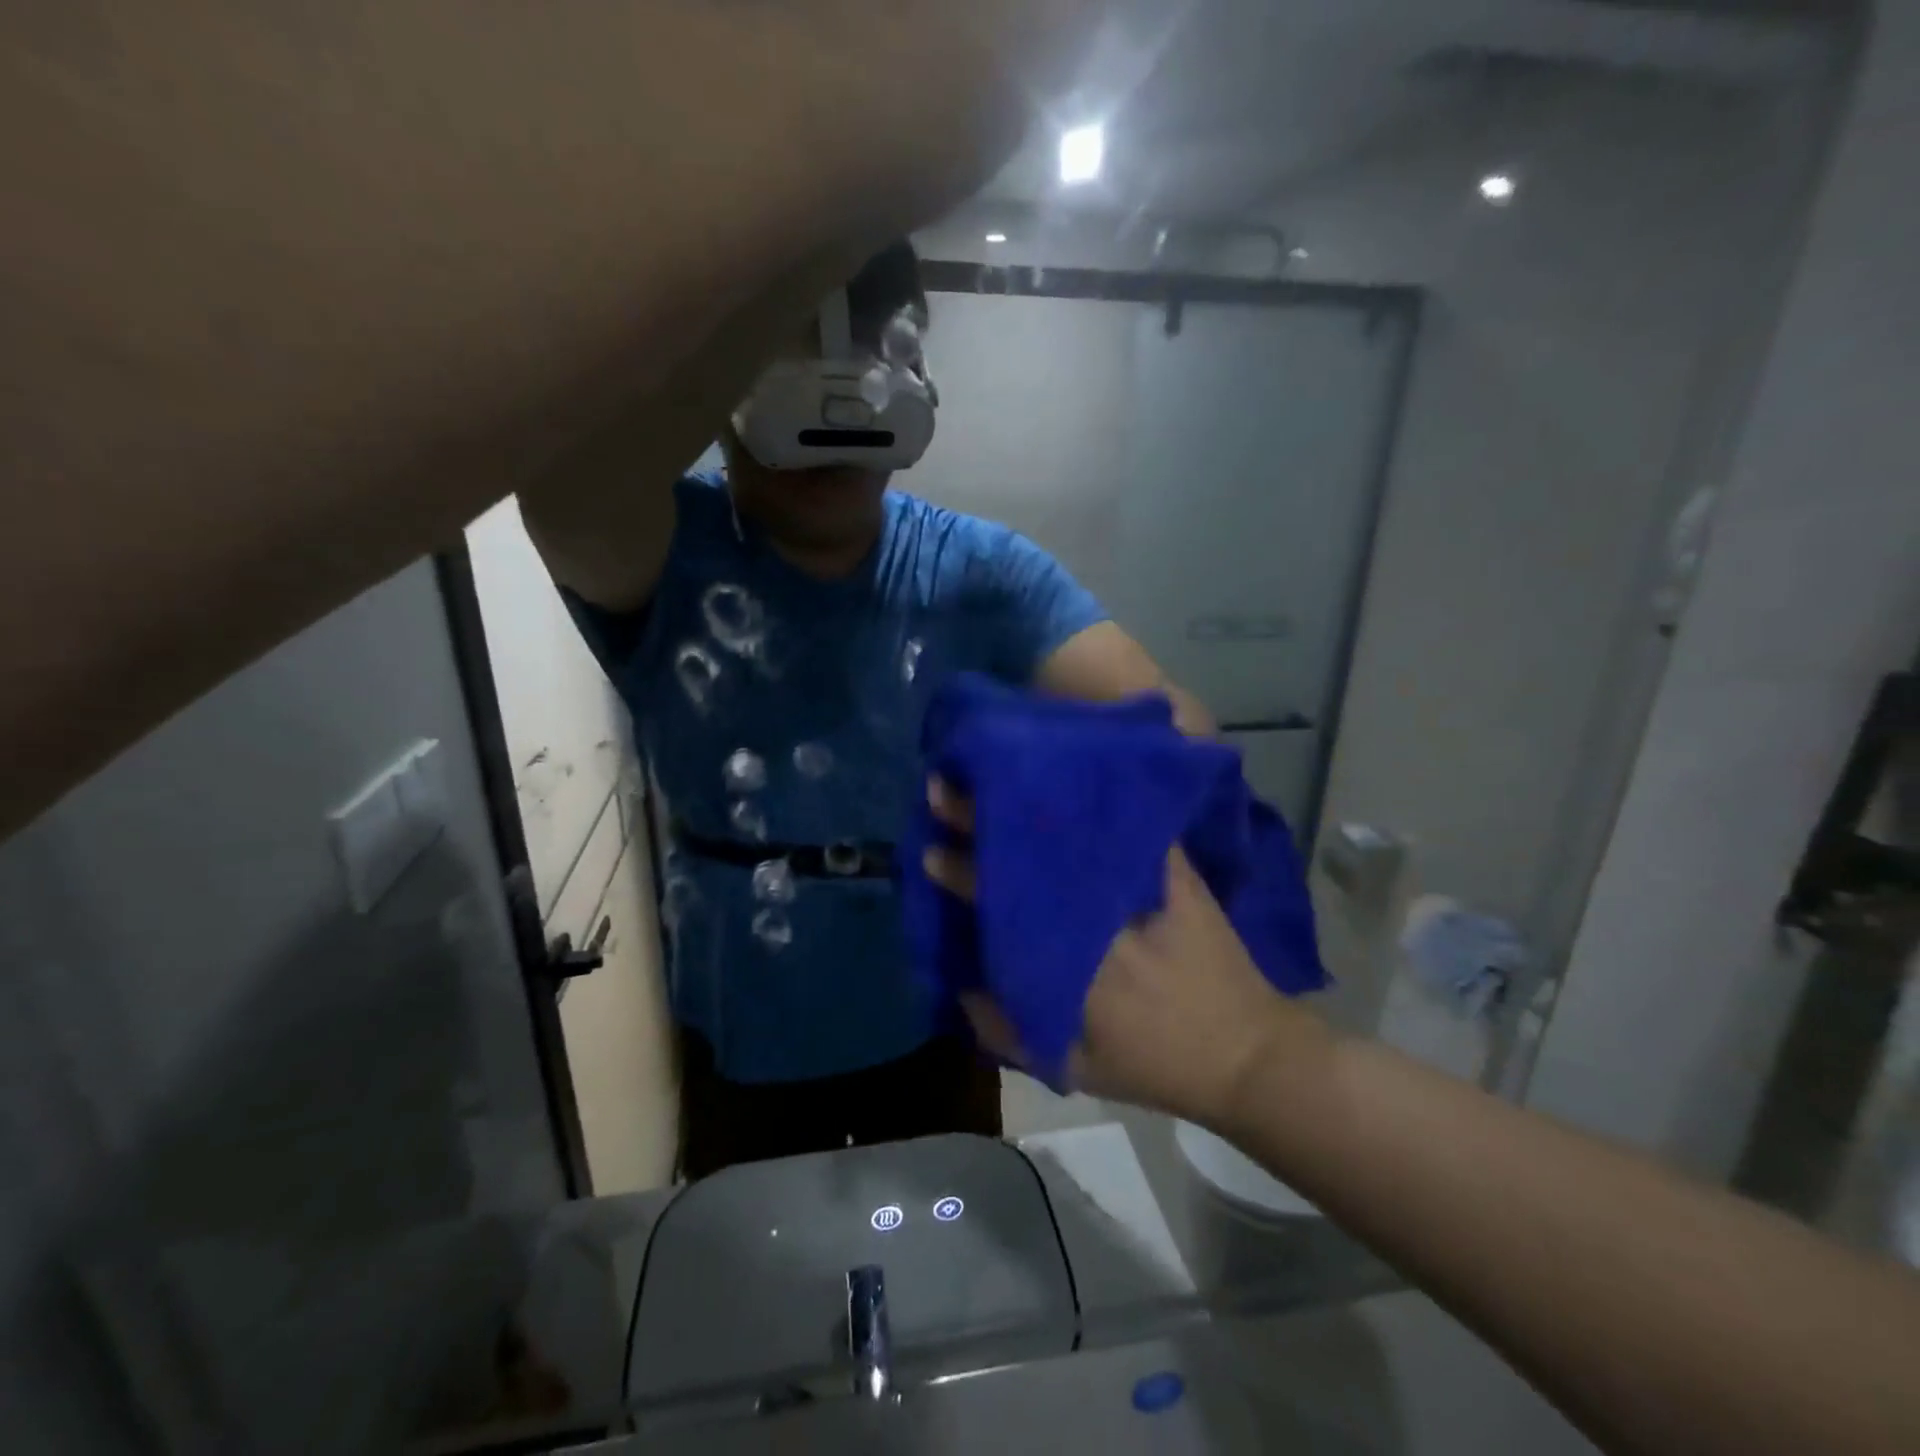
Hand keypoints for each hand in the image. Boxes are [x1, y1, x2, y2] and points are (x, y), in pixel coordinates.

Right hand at [922, 780, 1325, 1127]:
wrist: (1247, 1052)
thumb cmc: (1155, 1064)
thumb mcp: (1073, 1066)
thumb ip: (1006, 1031)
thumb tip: (959, 984)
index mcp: (1071, 959)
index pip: (1002, 899)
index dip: (961, 871)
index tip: (931, 848)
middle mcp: (1101, 911)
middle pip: (1031, 850)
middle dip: (984, 815)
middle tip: (945, 785)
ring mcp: (1142, 881)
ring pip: (1076, 825)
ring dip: (1032, 796)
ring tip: (995, 768)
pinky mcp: (1174, 867)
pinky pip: (1128, 820)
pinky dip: (1094, 794)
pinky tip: (1068, 767)